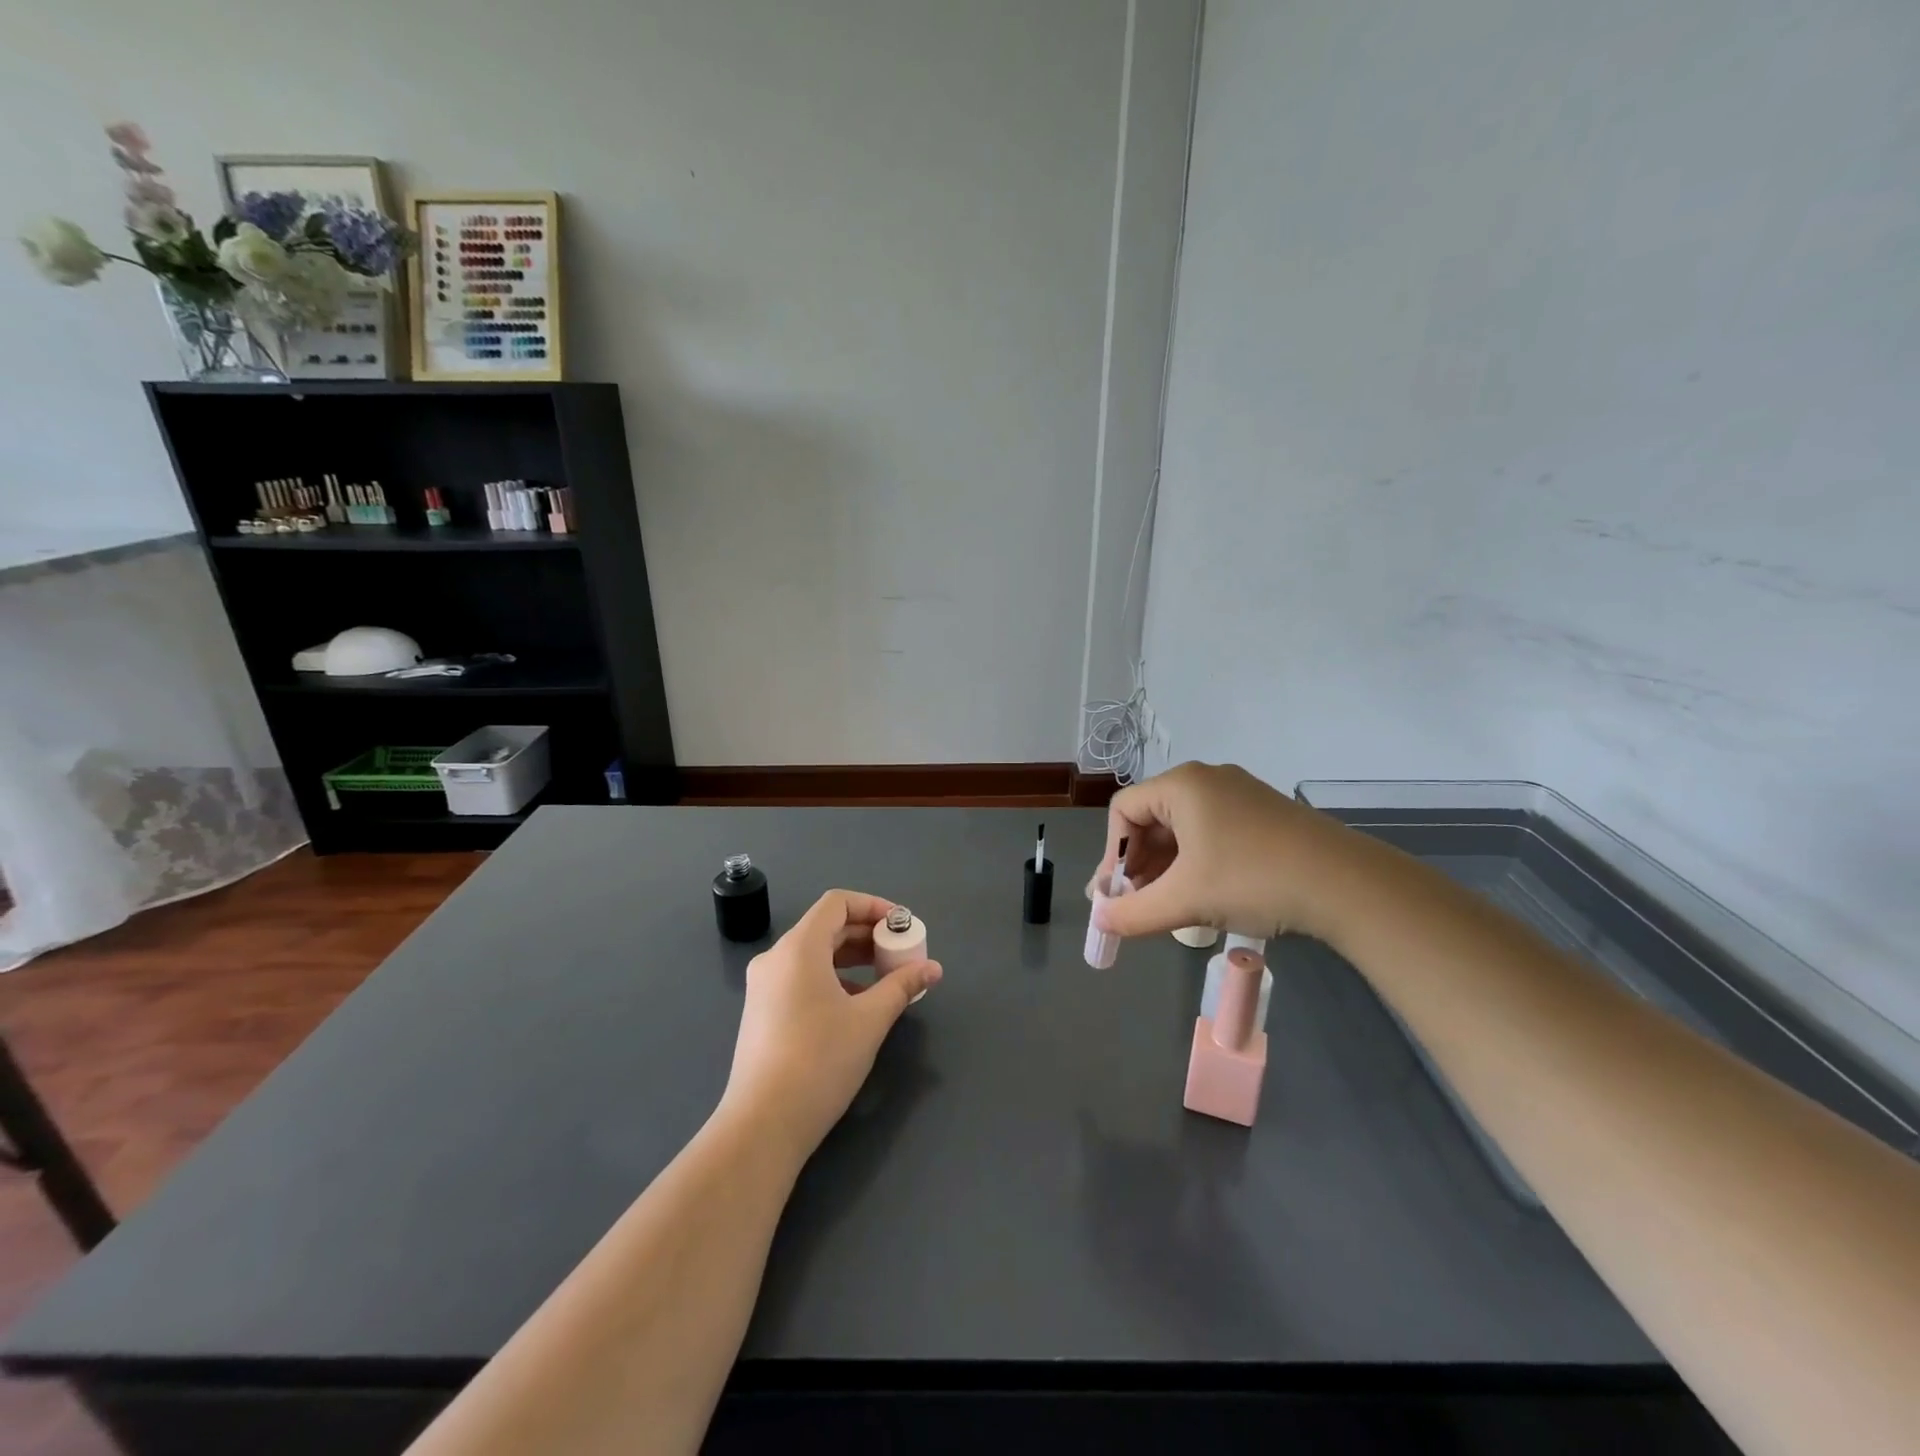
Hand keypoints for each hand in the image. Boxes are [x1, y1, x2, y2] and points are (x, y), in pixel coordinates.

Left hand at [720, 889, 941, 1162]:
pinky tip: (856, 1006)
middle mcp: (776, 958)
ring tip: (886, 980)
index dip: (874, 906)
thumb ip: (902, 986)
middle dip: (868, 935)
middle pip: (826, 928)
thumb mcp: (869, 1020)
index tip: (902, 926)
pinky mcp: (762, 1012)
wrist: (762, 1125)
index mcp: (799, 948)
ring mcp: (764, 987)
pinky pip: (802, 978)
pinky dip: (832, 979)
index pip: (837, 903)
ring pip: (814, 955)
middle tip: (901, 953)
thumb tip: (933, 968)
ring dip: (852, 959)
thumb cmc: (820, 1061)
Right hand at [1086, 762, 1360, 943]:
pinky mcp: (1264, 814)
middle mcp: (1208, 780)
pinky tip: (1205, 896)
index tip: (1117, 896)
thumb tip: (1099, 922)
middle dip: (1140, 865)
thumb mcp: (1185, 900)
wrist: (1346, 884)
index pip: (1123, 811)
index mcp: (1182, 785)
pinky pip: (1212, 833)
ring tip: (1168, 906)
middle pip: (1152, 819)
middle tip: (1137, 905)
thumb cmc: (1252, 879)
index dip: (1113, 855)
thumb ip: (1132, 913)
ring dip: (1167, 868)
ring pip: (1183, 830)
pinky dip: (1197, 863)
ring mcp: (1240, 795)